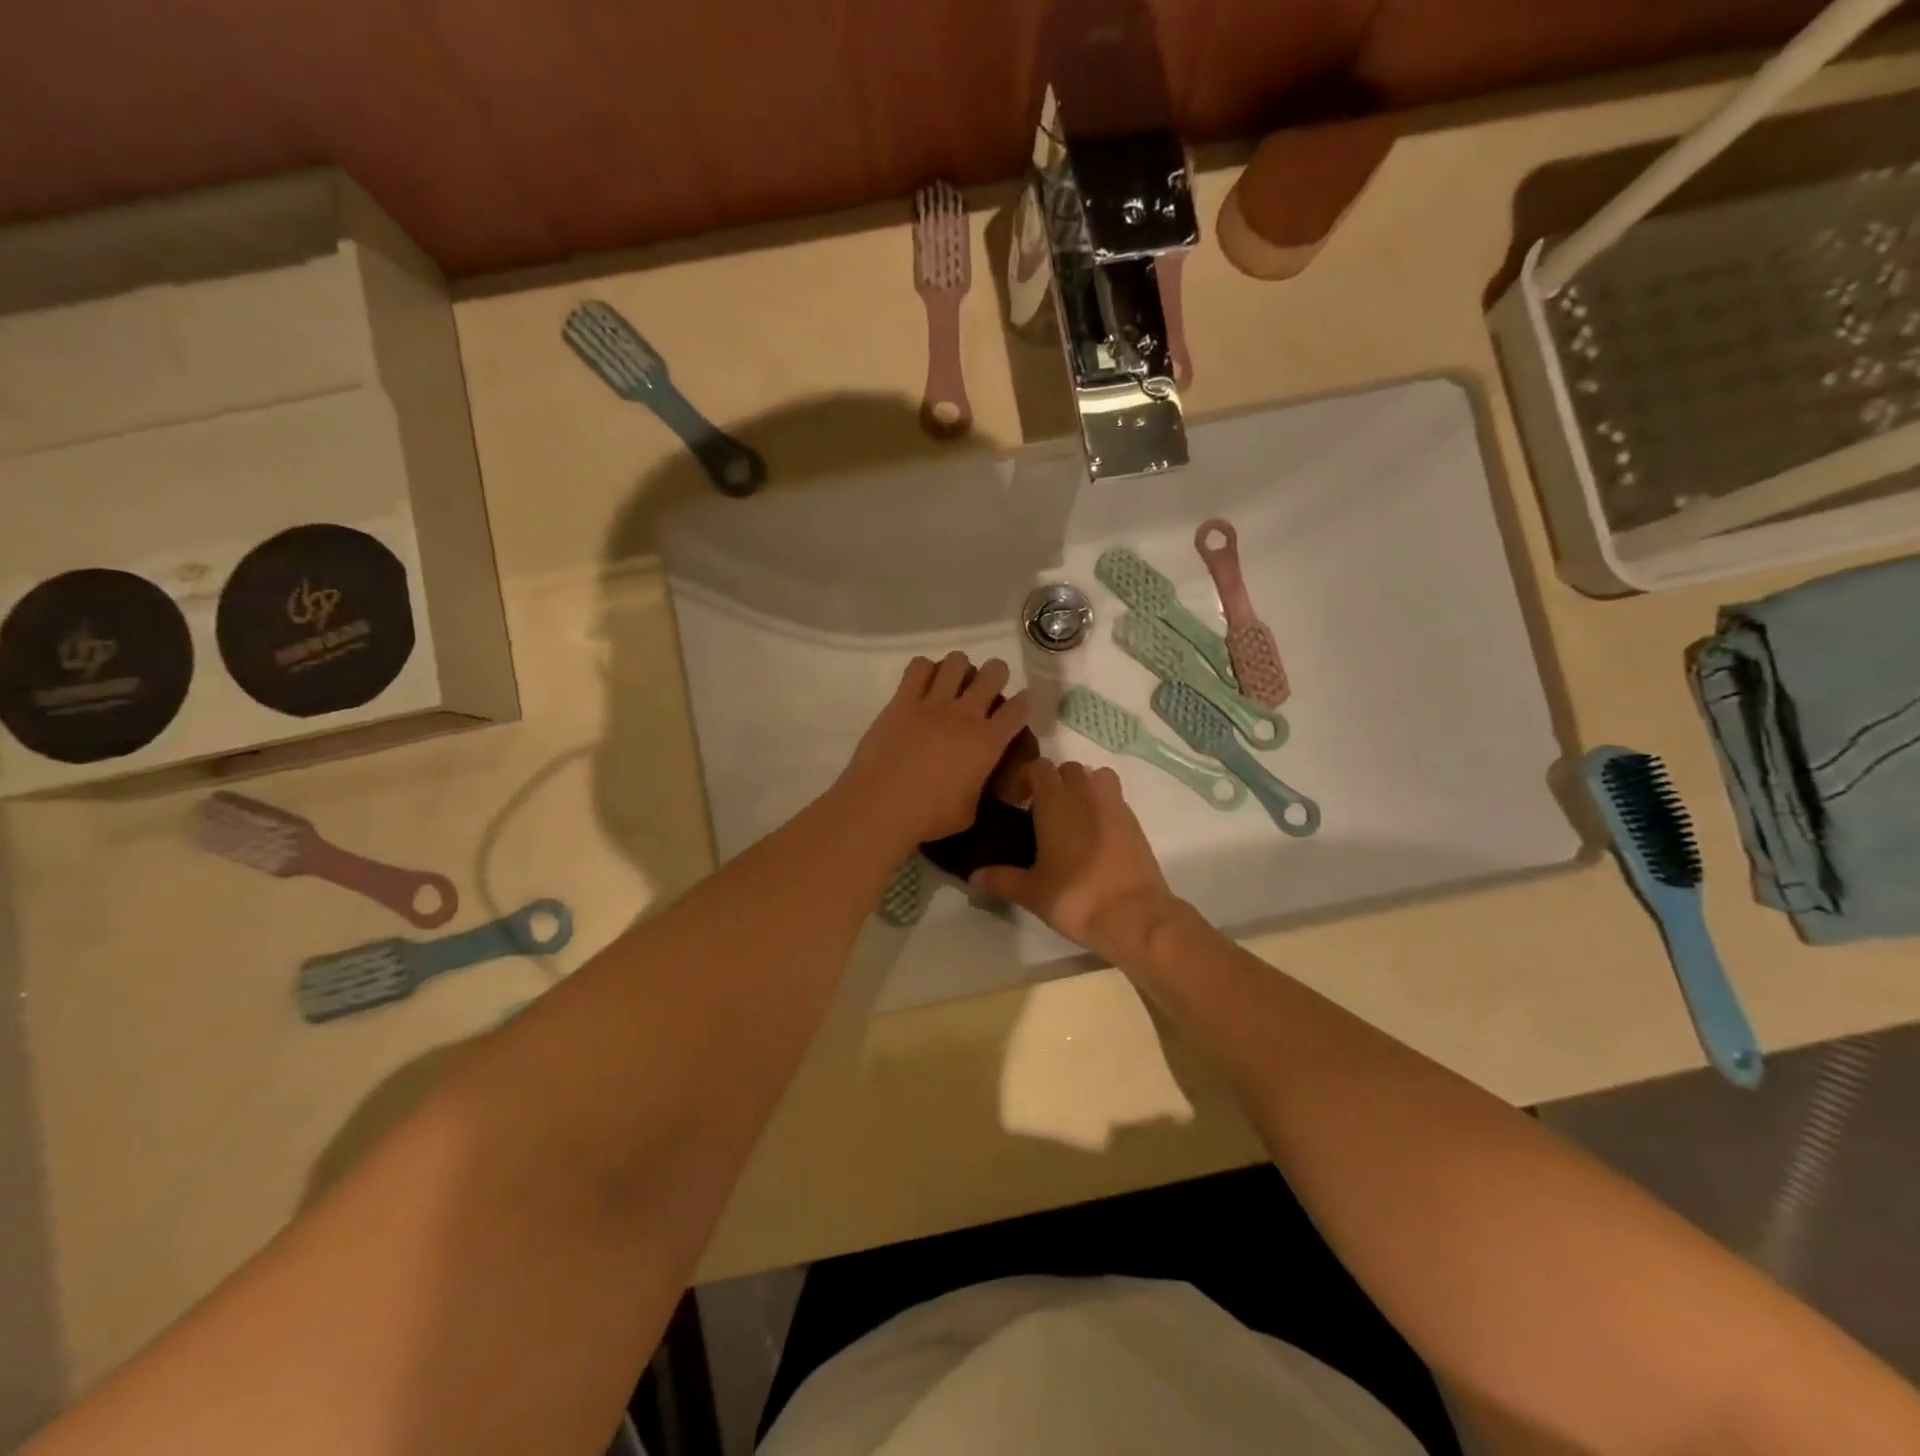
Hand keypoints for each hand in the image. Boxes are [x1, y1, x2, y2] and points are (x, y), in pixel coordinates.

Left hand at [833, 653, 1031, 851]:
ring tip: (954, 683)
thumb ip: (978, 789)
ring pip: (957, 662)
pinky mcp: (902, 701)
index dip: (1024, 703)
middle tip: (986, 690)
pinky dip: (925, 670)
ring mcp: (933, 704)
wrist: (882, 805)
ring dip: (961, 668)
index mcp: (988, 742)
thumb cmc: (929, 816)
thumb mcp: (969, 811)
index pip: (1019, 709)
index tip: (1019, 706)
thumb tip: (975, 782)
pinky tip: (923, 684)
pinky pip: (918, 667)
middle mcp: (965, 714)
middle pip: (993, 673)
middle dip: (996, 675)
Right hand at [969, 758, 1180, 964]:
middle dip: (1054, 783)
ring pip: (1097, 778)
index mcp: (1056, 801)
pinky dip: (1103, 809)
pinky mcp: (1136, 824)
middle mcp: (1087, 794)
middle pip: (1069, 769)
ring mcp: (1115, 806)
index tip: (1014, 802)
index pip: (1038, 767)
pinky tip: (1094, 839)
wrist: (1135, 916)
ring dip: (1083, 789)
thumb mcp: (1031, 892)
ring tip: (1071, 819)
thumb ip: (1001, 880)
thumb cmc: (1076, 896)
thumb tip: (973, 877)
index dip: (1024, 779)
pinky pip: (1115, 802)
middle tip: (1040, 813)